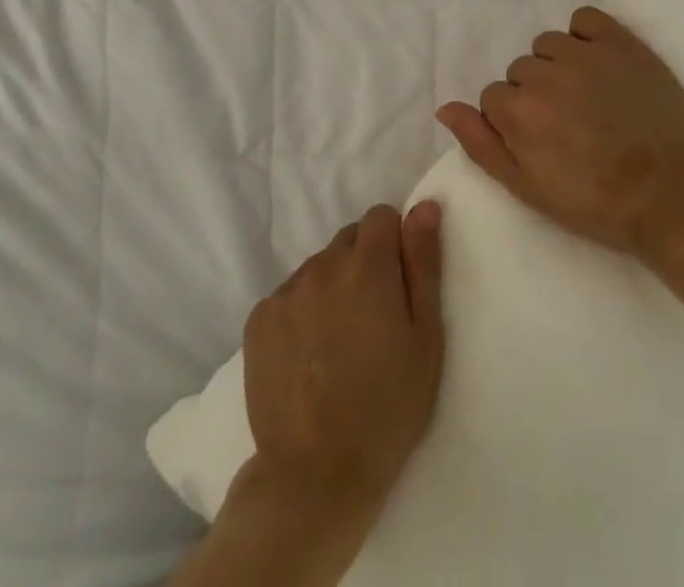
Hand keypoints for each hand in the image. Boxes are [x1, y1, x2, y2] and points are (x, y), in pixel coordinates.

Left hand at [242, 202, 445, 512]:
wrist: (316, 478)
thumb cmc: (387, 409)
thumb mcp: (426, 338)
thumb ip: (423, 263)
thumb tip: (425, 205)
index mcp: (367, 266)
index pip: (381, 216)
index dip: (395, 243)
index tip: (399, 285)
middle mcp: (322, 265)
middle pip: (349, 240)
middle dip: (364, 265)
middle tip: (373, 320)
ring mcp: (285, 291)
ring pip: (318, 267)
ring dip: (332, 287)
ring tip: (340, 343)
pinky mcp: (258, 319)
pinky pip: (289, 295)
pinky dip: (302, 311)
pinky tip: (309, 355)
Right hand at [438, 6, 683, 257]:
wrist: (670, 194)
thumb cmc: (594, 201)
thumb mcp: (527, 188)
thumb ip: (481, 144)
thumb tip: (446, 108)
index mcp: (518, 111)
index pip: (494, 97)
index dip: (514, 121)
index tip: (541, 141)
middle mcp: (545, 74)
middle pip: (521, 70)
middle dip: (535, 93)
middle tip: (567, 123)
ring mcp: (584, 54)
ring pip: (548, 44)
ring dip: (557, 64)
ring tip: (586, 95)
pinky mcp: (621, 42)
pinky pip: (584, 19)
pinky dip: (584, 35)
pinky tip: (597, 61)